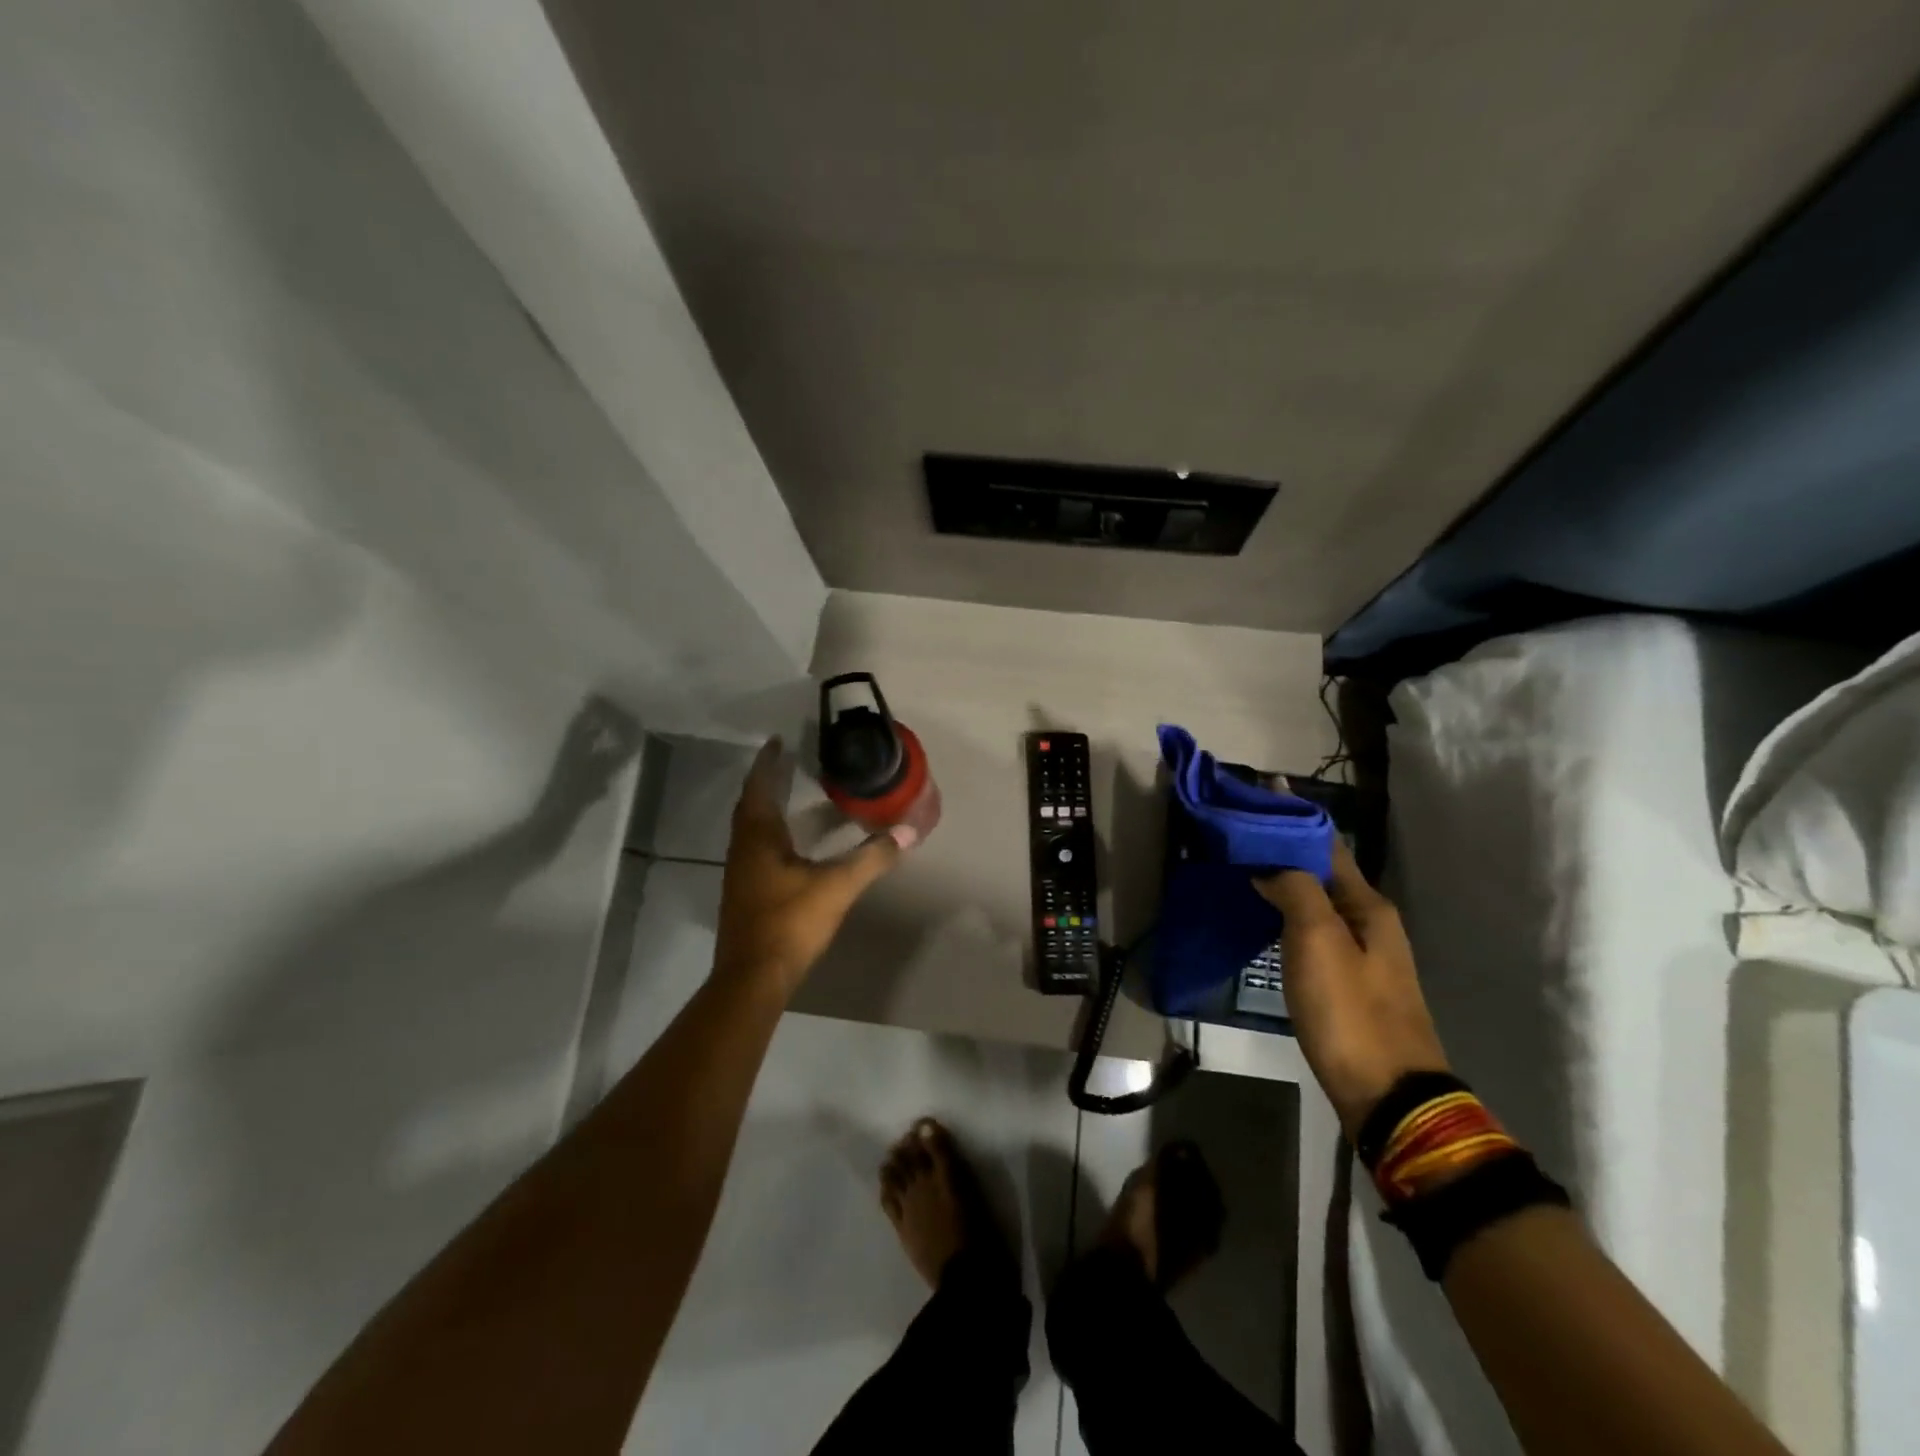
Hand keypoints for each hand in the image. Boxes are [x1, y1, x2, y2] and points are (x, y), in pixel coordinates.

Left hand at [713, 739, 913, 995]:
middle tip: (790, 763)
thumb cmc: (790, 922)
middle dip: (769, 781)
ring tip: (795, 795)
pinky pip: (757, 848)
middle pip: (752, 805)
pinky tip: (793, 843)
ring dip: (770, 808)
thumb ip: (872, 857)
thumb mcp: (837, 886)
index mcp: (758, 837)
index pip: (759, 786)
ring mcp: (740, 872)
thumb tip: (908, 832)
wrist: (753, 977)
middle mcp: (743, 848)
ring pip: (752, 828)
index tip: (779, 741)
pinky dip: (773, 833)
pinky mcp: (746, 892)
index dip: (768, 762)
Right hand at [1256, 842, 1449, 1134]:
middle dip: (1284, 847)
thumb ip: (1295, 891)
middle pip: (1322, 871)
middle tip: (1239, 832)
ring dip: (1284, 881)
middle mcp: (1370, 922)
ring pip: (1316, 901)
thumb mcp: (1318, 941)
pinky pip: (1313, 929)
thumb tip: (1270, 864)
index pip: (1327, 845)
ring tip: (1243, 867)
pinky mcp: (1348, 983)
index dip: (1295, 817)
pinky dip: (1287, 912)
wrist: (1388, 1094)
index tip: (1262, 791)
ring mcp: (1362, 955)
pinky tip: (1264, 916)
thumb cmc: (1350, 1011)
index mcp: (1367, 906)